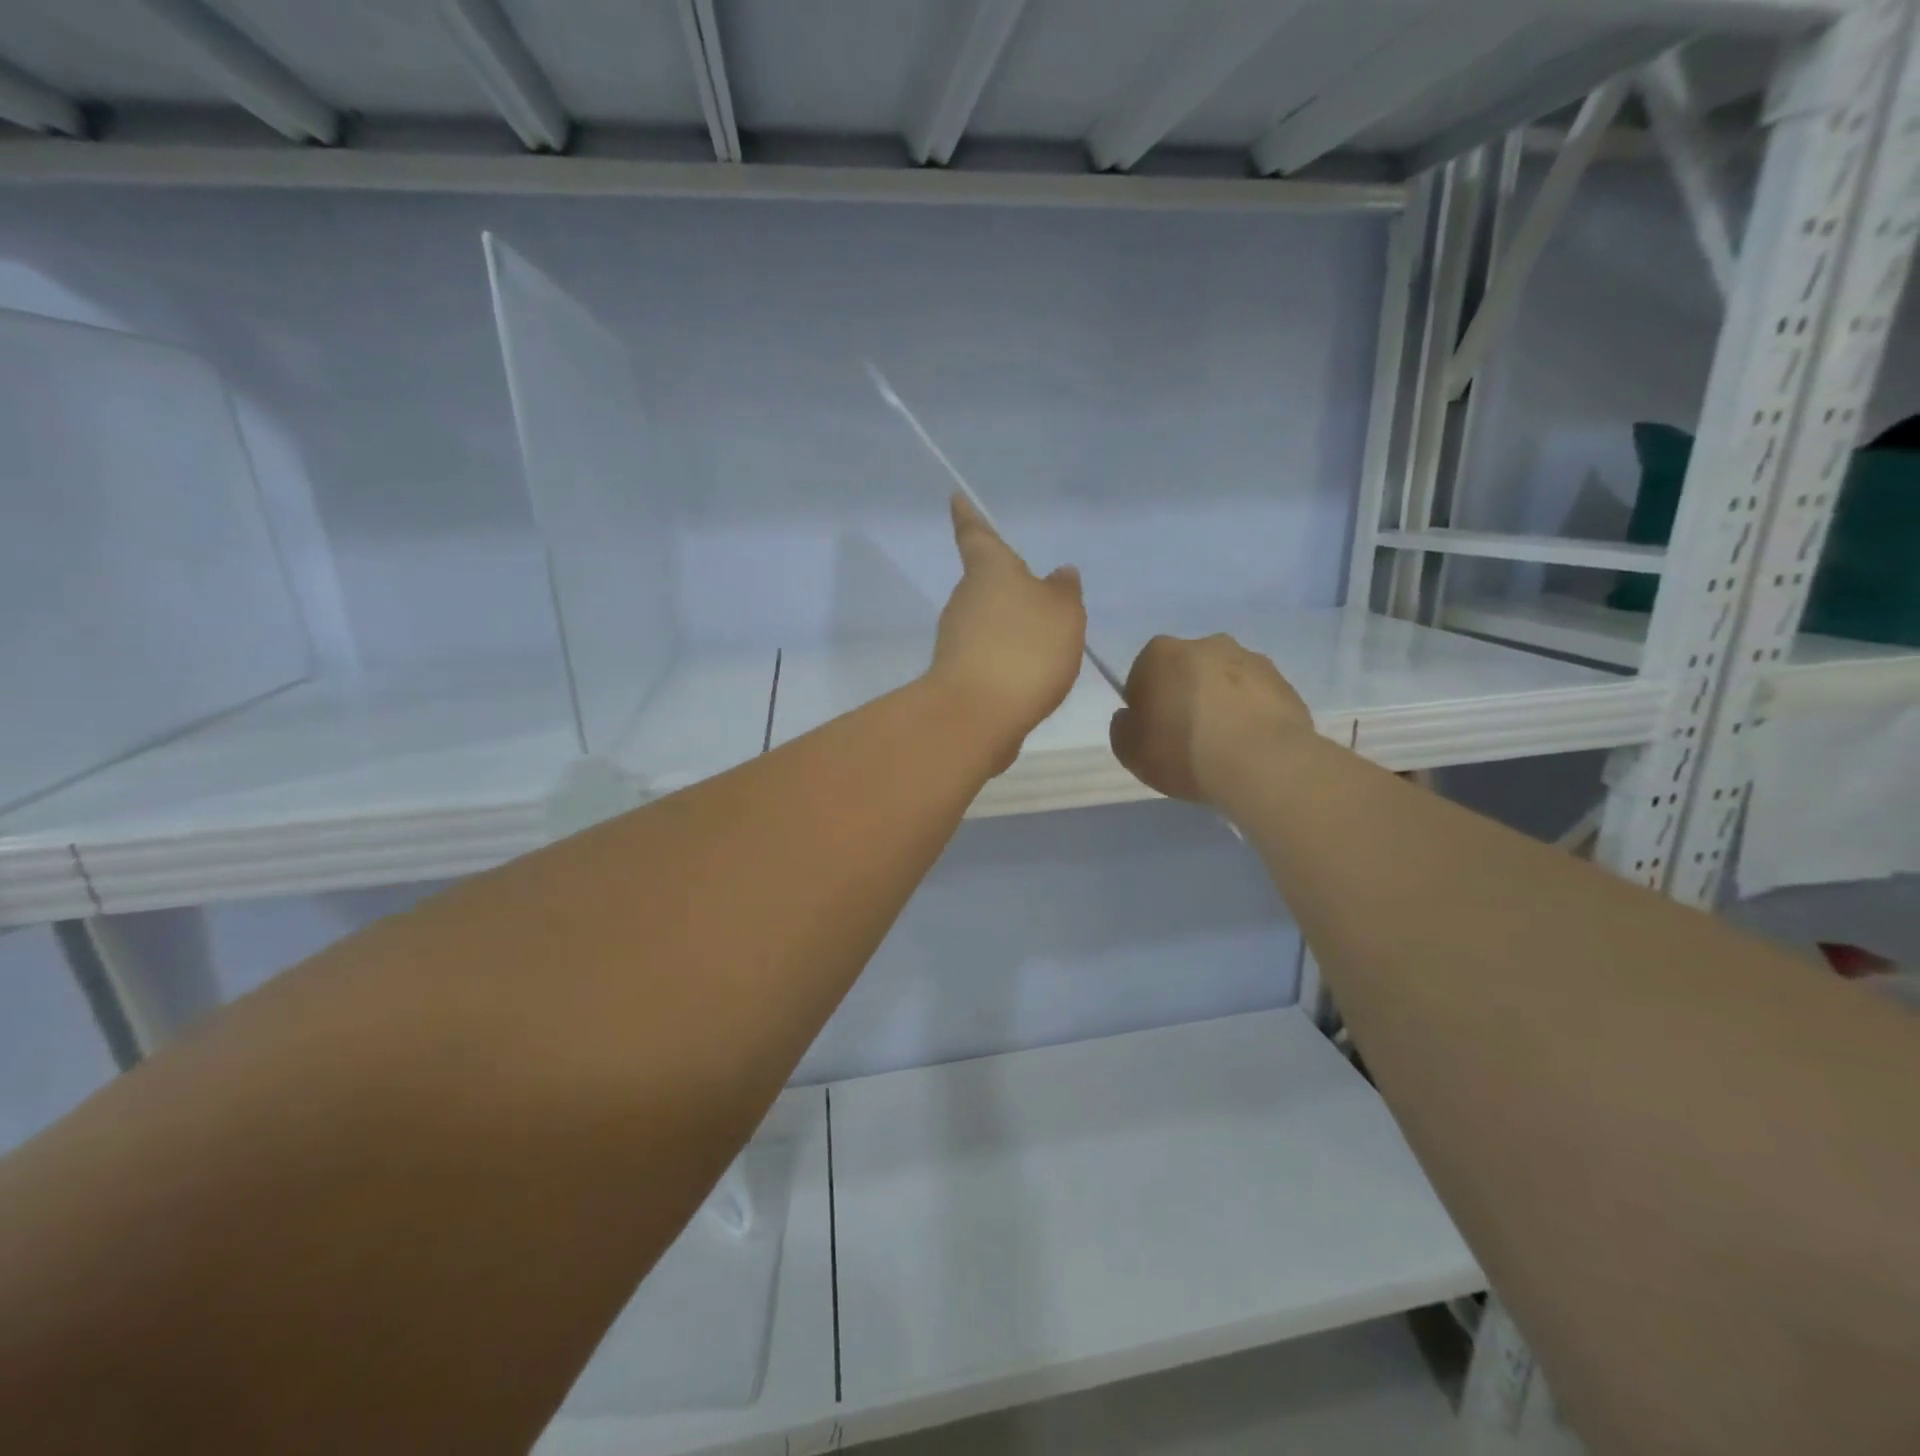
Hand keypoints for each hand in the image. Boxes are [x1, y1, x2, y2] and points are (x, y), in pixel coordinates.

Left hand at [928, 493, 1085, 770]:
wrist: (978, 714)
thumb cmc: (1025, 649)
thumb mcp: (1063, 613)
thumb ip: (1064, 592)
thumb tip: (1060, 573)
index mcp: (989, 571)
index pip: (977, 535)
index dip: (968, 516)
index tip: (955, 498)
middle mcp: (966, 599)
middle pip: (984, 583)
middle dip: (1007, 585)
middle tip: (1038, 592)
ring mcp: (956, 638)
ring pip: (987, 620)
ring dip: (1010, 625)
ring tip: (1044, 640)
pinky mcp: (958, 674)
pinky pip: (988, 654)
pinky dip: (1007, 657)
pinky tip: (1030, 674)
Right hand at [1109, 634, 1313, 805]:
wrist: (1263, 763)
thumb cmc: (1184, 750)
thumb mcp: (1129, 751)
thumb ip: (1122, 728)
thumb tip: (1131, 717)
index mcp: (1161, 653)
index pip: (1142, 674)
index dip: (1145, 705)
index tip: (1153, 733)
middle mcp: (1206, 644)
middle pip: (1186, 672)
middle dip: (1184, 697)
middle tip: (1187, 738)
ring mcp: (1251, 660)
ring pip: (1224, 682)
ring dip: (1220, 704)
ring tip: (1223, 746)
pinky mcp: (1284, 683)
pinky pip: (1255, 698)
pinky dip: (1249, 715)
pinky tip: (1248, 747)